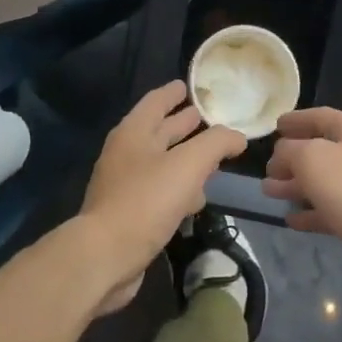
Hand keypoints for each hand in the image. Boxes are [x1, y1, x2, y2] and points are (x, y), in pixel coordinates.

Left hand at [70, 80, 246, 314]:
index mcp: (134, 132)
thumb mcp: (189, 164)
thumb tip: (237, 136)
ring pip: (161, 162)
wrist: (105, 256)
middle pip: (159, 131)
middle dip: (183, 123)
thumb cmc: (146, 201)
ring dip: (184, 158)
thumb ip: (216, 144)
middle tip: (208, 117)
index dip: (173, 92)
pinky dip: (178, 188)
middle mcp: (126, 153)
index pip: (156, 102)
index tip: (188, 84)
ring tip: (211, 158)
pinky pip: (159, 191)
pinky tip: (196, 199)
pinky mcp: (129, 213)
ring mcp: (125, 184)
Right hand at [261, 108, 341, 301]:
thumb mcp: (312, 159)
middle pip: (320, 150)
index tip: (274, 126)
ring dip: (296, 185)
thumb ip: (289, 151)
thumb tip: (281, 154)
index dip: (296, 119)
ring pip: (323, 181)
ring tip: (269, 192)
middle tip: (265, 169)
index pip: (320, 116)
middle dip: (291, 158)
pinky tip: (291, 219)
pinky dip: (311, 212)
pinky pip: (331, 209)